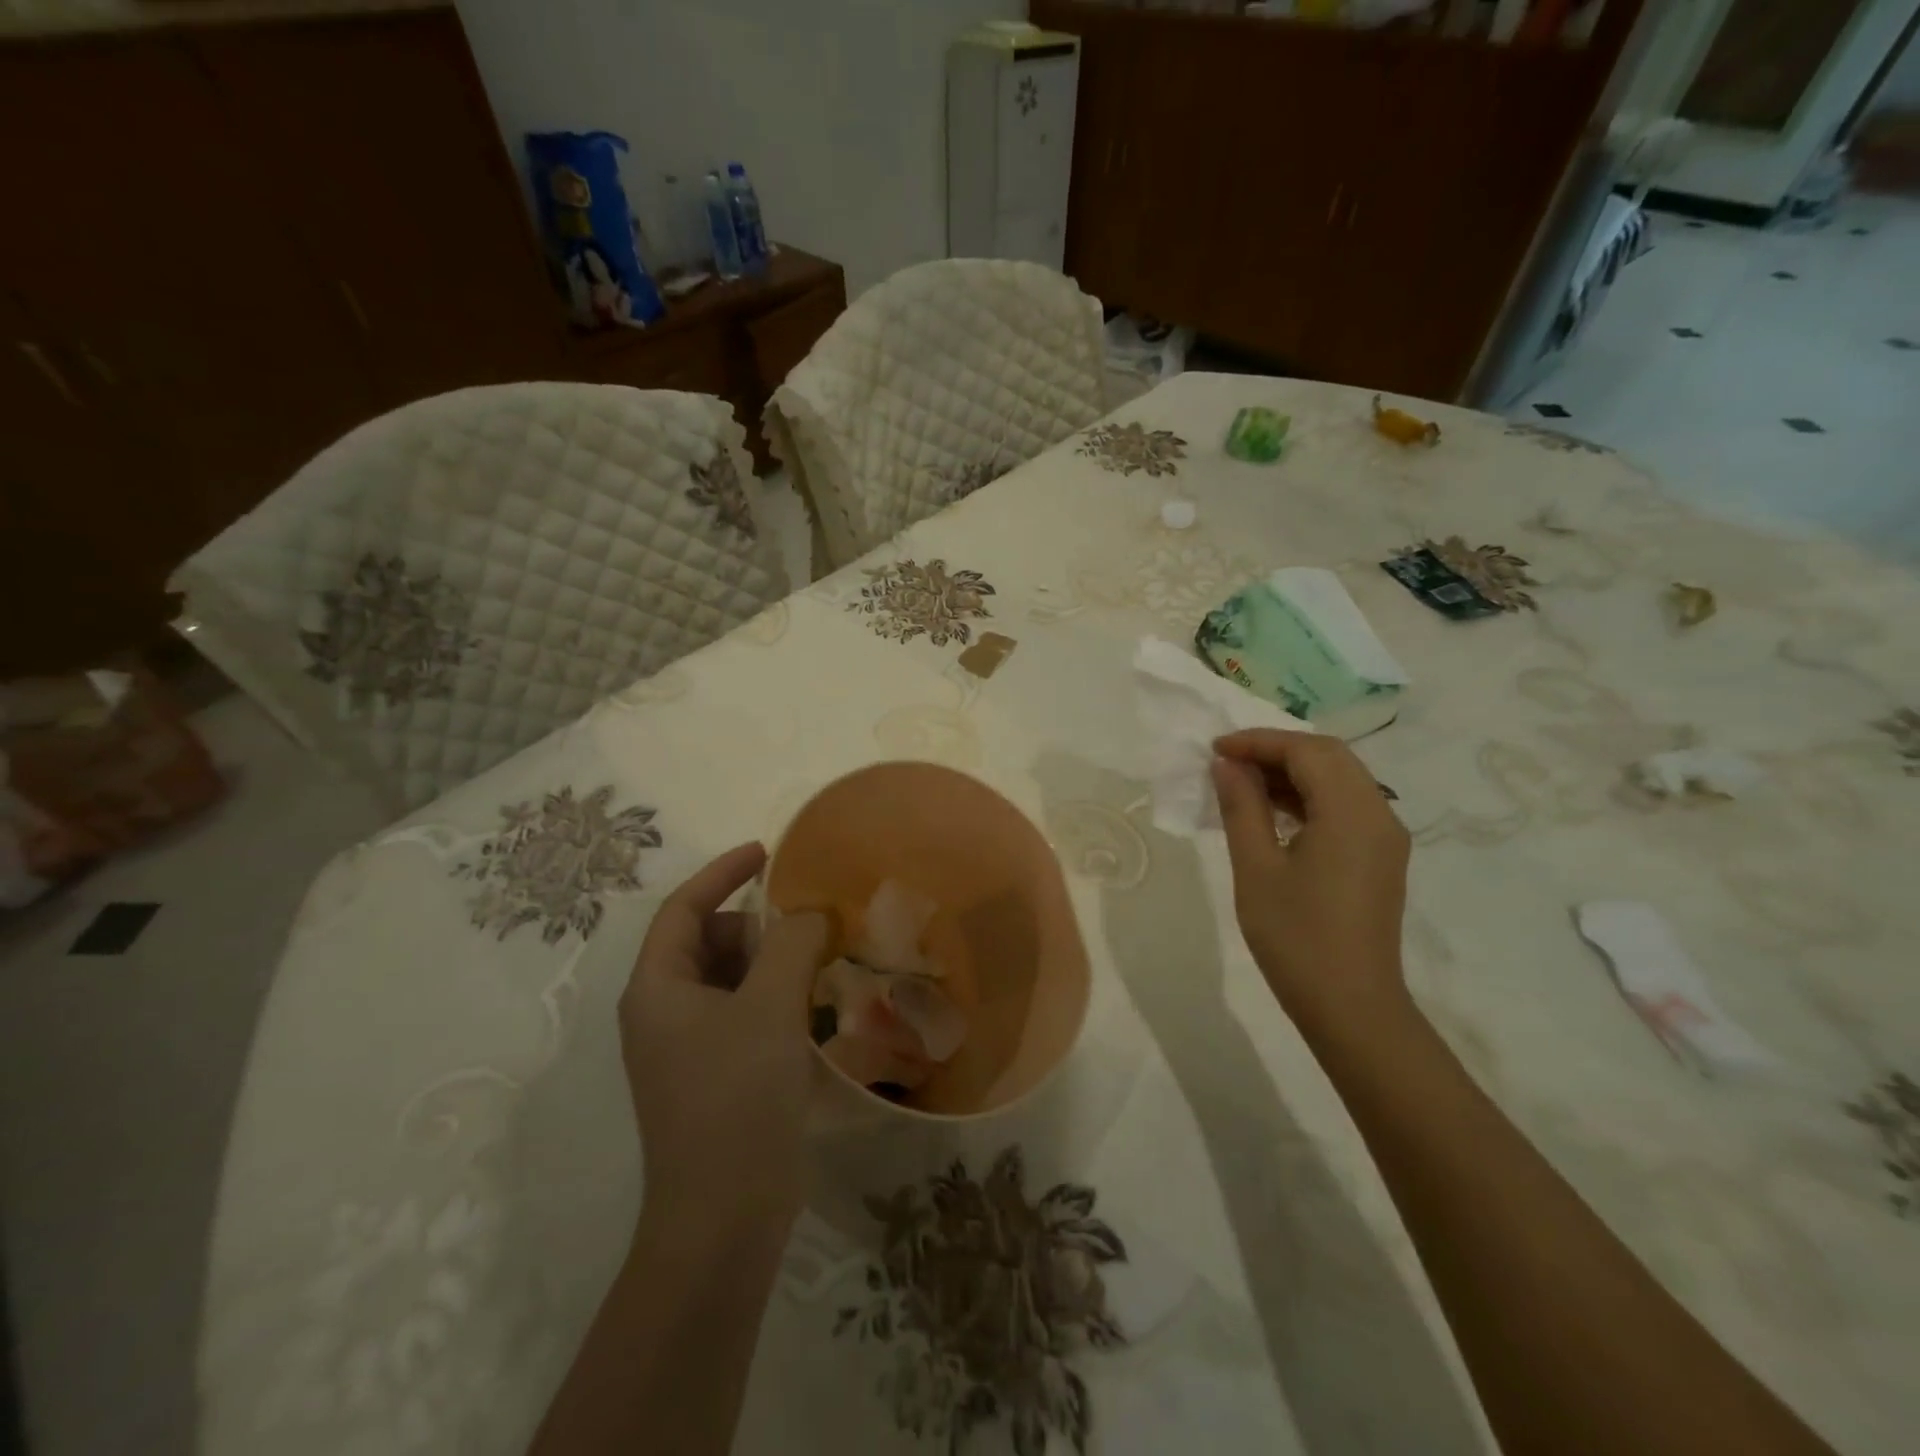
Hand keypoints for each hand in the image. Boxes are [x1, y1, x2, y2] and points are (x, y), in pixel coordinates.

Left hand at [620, 842, 829, 1231]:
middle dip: (755, 923)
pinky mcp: (714, 1075)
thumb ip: (792, 943)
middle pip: (707, 941)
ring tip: (819, 959)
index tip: (766, 852)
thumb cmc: (736, 1098)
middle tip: (807, 921)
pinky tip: (813, 1006)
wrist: (723, 1218)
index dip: (723, 872)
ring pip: (729, 979)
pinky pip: (743, 1013)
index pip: (683, 908)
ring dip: (771, 961)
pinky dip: (774, 997)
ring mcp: (687, 1048)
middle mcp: (663, 1012)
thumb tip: (810, 913)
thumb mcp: (769, 1007)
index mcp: (658, 988)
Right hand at [1210, 729, 1411, 1034]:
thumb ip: (1242, 807)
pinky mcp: (1380, 857)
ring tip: (1243, 783)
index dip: (1259, 741)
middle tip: (1228, 761)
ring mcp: (1384, 837)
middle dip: (1277, 750)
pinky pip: (1345, 806)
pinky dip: (1308, 796)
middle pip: (1330, 757)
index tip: (1215, 750)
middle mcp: (1380, 814)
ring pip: (1340, 779)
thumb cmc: (1296, 937)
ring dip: (1292, 772)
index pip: (1308, 751)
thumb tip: (1226, 765)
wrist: (1351, 1006)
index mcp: (1352, 813)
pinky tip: (1272, 812)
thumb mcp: (1256, 867)